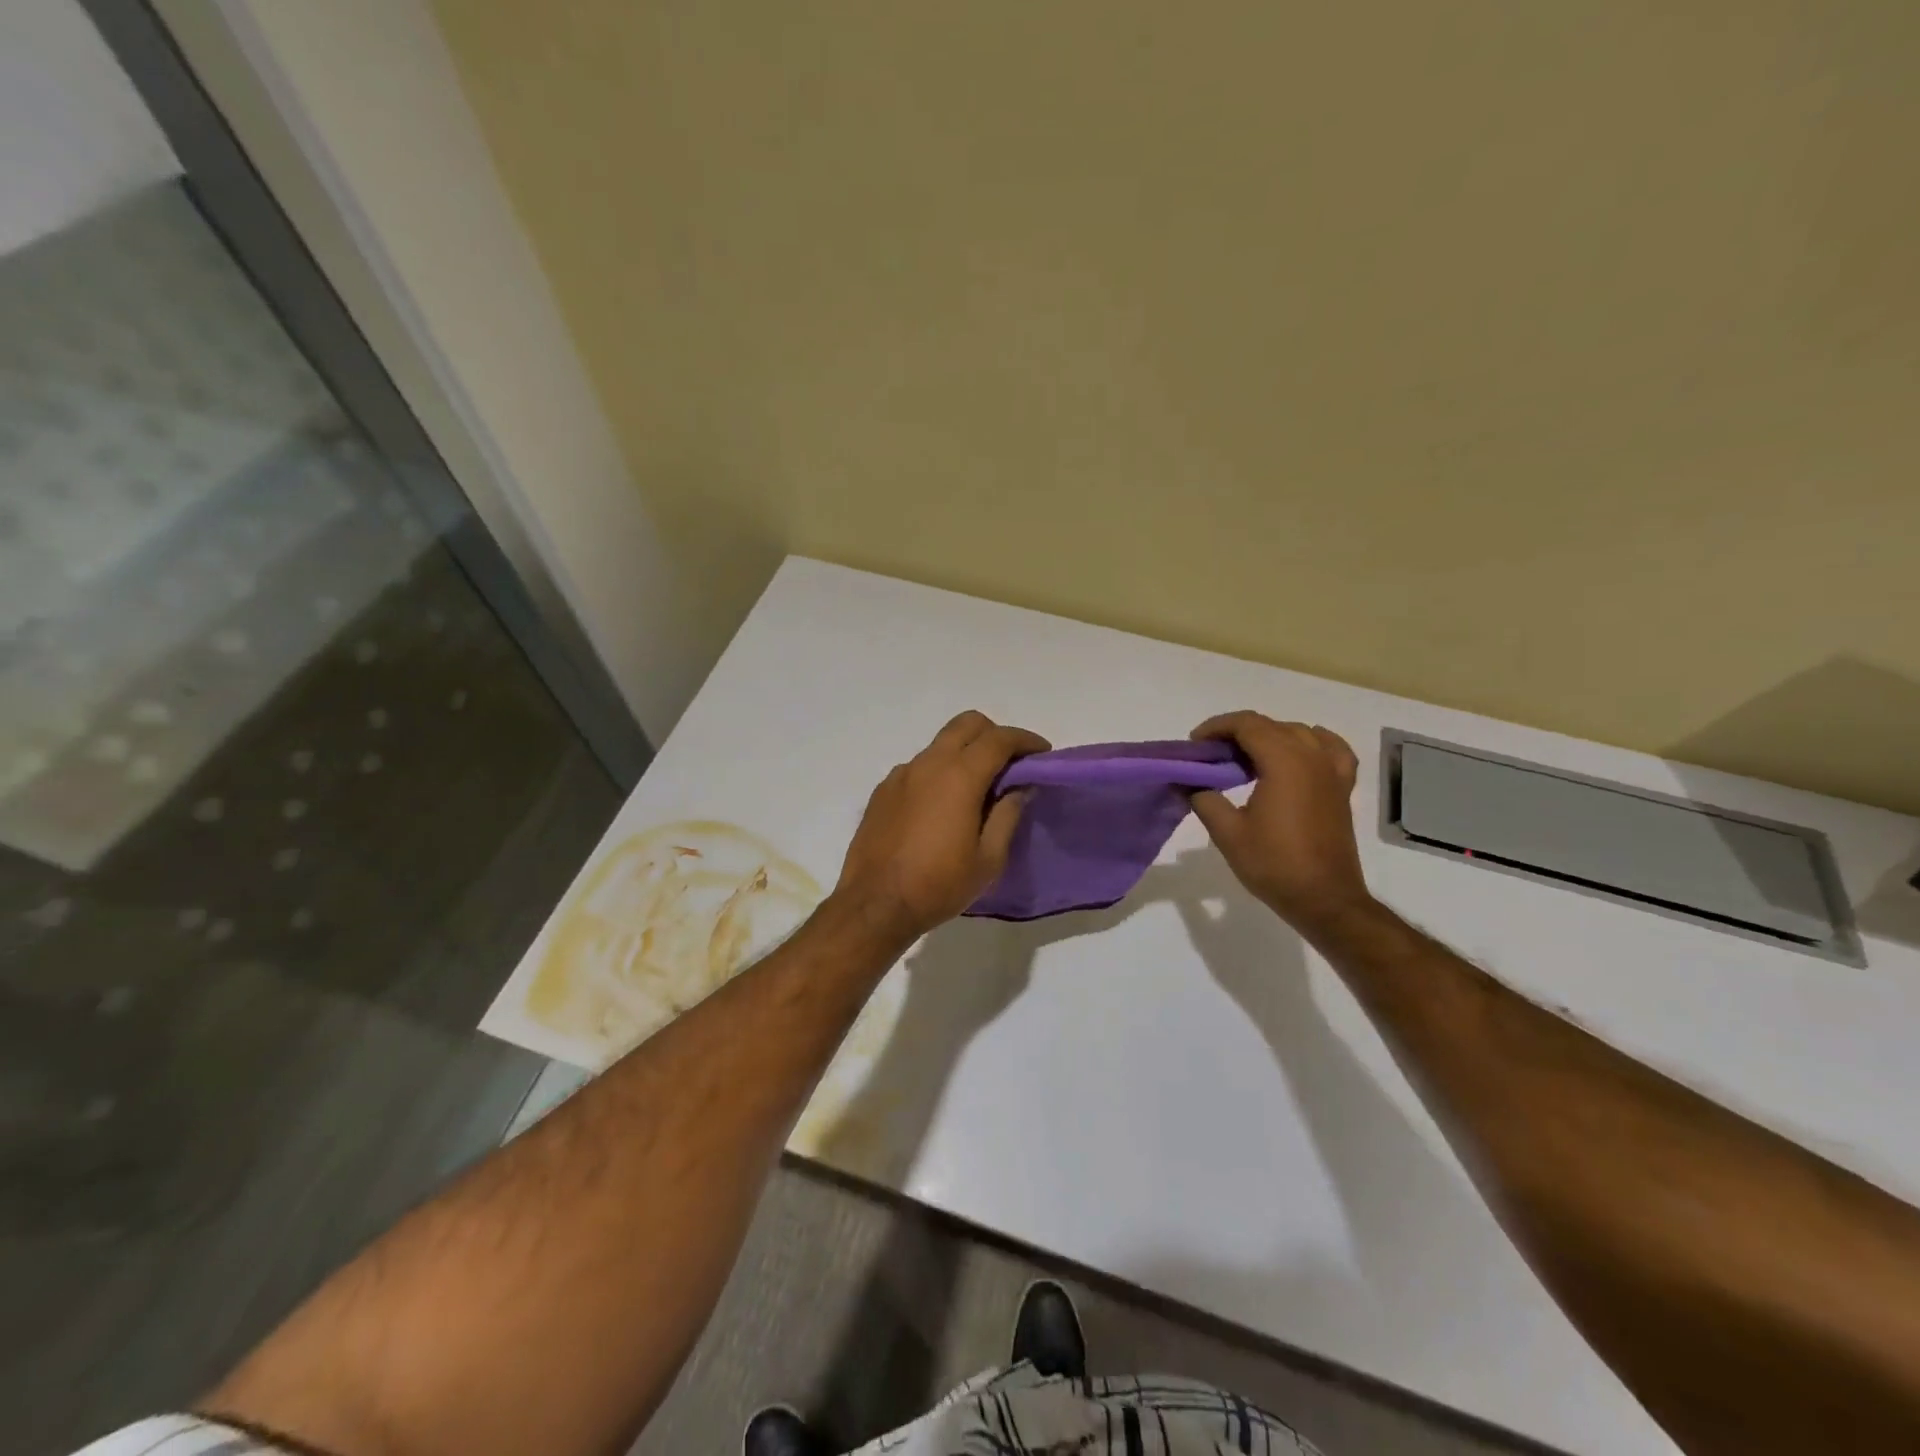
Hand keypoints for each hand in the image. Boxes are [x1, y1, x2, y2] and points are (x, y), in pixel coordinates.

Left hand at [830, 711, 1049, 945]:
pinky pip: (918, 767)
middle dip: (994, 734)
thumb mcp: (988, 859)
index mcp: (959, 776)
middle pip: (967, 724)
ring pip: (940, 744)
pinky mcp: (883, 790)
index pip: (999, 739)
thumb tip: (1020, 787)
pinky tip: (941, 807)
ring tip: (977, 789)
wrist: (875, 905)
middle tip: (1010, 764)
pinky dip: (938, 772)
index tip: (1042, 753)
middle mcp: (928, 763)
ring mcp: (901, 774)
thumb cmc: (939, 885)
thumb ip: (1008, 815)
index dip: (1025, 740)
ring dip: (964, 753)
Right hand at [1189, 711, 1373, 933]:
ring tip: (1245, 757)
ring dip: (1269, 736)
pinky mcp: (1342, 788)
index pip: (1247, 725)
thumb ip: (1205, 799)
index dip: (1217, 727)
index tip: (1195, 744)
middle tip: (1210, 754)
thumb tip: (1192, 784)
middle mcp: (1311, 757)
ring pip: (1298, 733)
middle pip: (1271, 725)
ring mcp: (1331, 771)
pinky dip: (1312, 743)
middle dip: (1237, 732)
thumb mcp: (1227, 833)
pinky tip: (1300, 752)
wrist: (1324, 899)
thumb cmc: (1274, 864)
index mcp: (1284, 762)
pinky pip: (1331, 749)